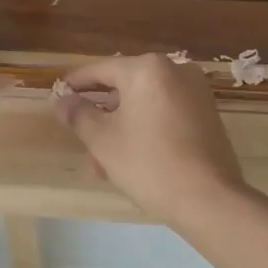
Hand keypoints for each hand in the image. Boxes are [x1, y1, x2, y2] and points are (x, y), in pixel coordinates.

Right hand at [54, 55, 248, 227]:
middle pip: (124, 88)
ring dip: (121, 129)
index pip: (100, 70)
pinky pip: (165, 114)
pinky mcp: (207, 114)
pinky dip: (146, 130)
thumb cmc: (149, 163)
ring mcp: (195, 91)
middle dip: (100, 116)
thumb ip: (78, 114)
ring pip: (144, 105)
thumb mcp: (102, 140)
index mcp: (147, 68)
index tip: (58, 96)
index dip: (75, 84)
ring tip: (103, 164)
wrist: (209, 199)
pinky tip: (131, 160)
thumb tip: (62, 100)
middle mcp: (175, 70)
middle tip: (81, 141)